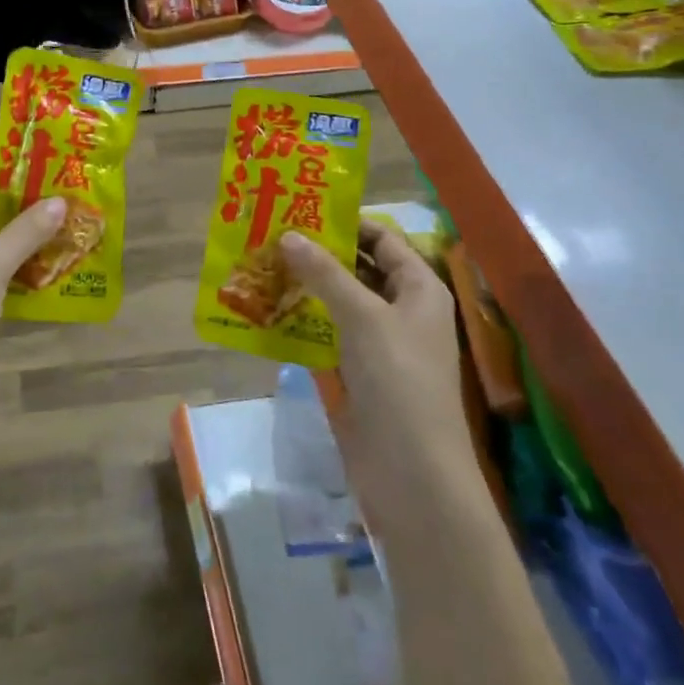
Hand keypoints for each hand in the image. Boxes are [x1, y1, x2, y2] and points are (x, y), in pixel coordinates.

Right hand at [281, 220, 467, 509]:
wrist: (412, 473)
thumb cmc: (397, 380)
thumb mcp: (362, 316)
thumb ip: (325, 273)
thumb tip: (288, 235)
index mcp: (419, 288)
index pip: (383, 239)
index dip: (347, 223)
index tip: (302, 211)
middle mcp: (403, 310)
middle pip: (360, 268)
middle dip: (320, 253)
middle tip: (272, 236)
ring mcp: (381, 344)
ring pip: (341, 302)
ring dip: (308, 287)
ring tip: (263, 266)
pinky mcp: (360, 373)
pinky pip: (330, 334)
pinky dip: (305, 321)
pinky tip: (271, 311)